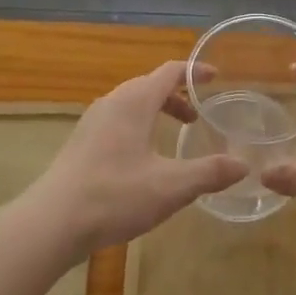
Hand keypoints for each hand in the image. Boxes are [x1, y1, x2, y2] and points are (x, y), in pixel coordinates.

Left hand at [32, 61, 247, 255]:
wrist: (51, 223)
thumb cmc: (115, 195)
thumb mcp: (171, 187)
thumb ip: (209, 173)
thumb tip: (244, 165)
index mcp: (135, 101)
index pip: (170, 71)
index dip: (195, 72)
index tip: (216, 77)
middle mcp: (112, 102)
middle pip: (150, 86)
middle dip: (177, 96)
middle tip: (198, 116)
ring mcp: (92, 122)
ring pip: (131, 104)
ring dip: (156, 112)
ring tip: (174, 137)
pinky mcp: (81, 143)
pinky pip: (117, 121)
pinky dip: (138, 126)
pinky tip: (143, 160)